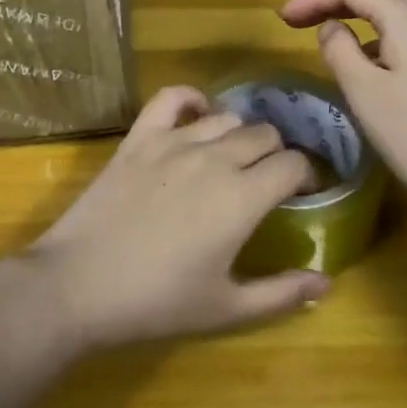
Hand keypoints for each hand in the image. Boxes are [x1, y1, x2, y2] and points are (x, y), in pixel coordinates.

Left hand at [23, 87, 331, 351]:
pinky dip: (191, 100)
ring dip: (239, 133)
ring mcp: (174, 141)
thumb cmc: (157, 302)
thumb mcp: (226, 309)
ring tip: (234, 156)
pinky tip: (197, 114)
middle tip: (268, 180)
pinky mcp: (140, 136)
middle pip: (265, 134)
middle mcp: (215, 157)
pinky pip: (172, 98)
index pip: (293, 164)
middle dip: (277, 153)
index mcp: (243, 197)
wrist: (80, 284)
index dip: (306, 176)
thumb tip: (326, 283)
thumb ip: (281, 293)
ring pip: (226, 117)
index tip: (302, 194)